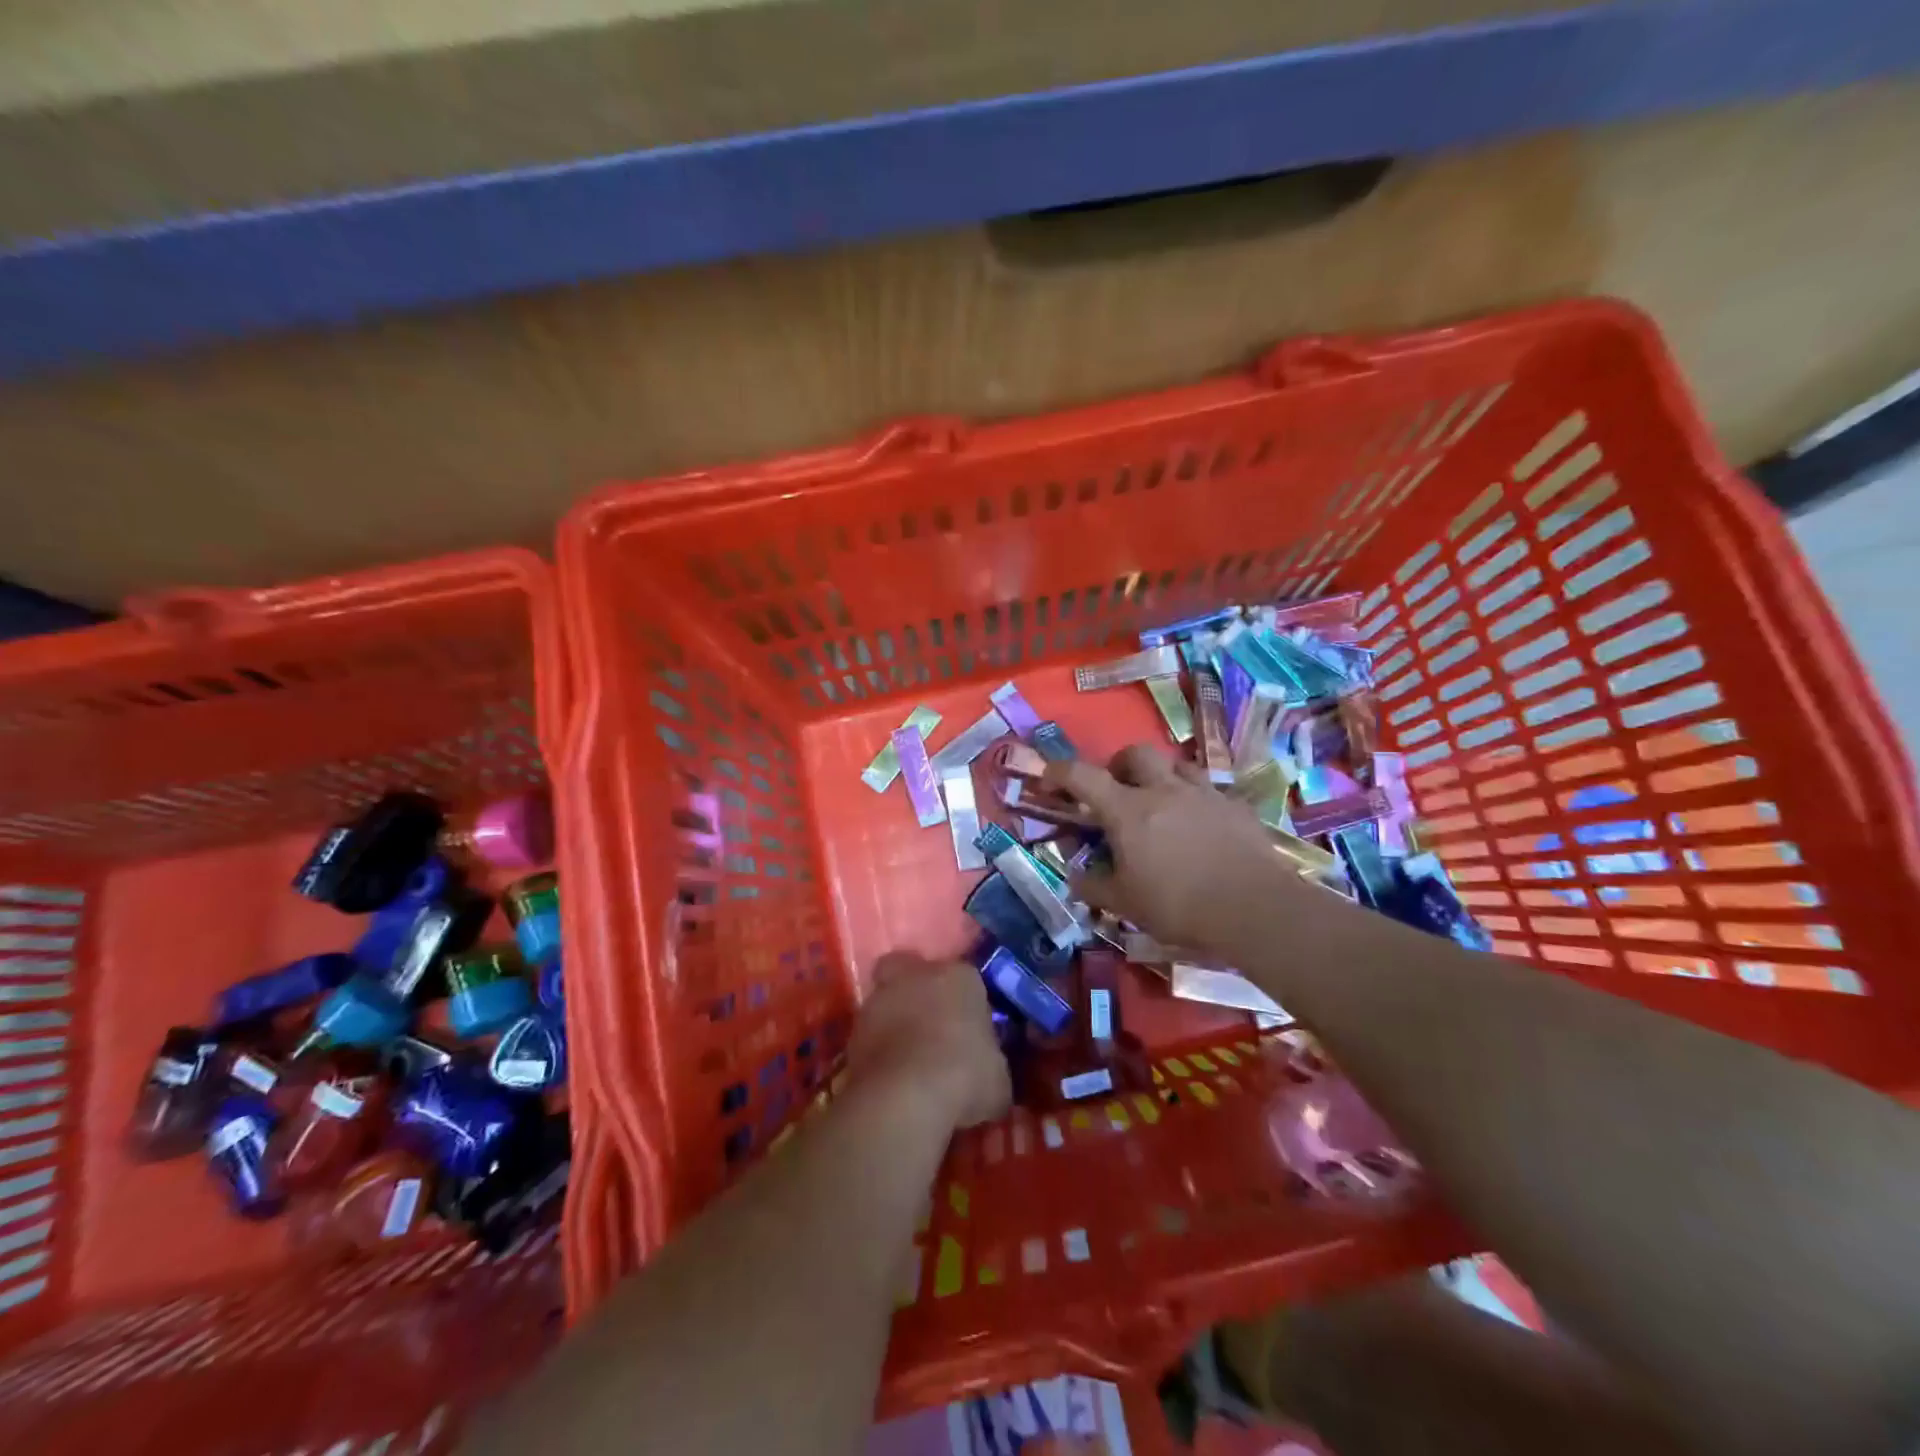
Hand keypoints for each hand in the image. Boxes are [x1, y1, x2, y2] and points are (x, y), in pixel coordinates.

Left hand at [848, 953, 1011, 1129]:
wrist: (906, 1097)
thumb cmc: (965, 1076)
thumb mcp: (998, 1078)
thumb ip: (990, 1064)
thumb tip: (988, 1074)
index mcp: (959, 977)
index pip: (966, 979)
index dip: (967, 1003)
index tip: (971, 1030)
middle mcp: (915, 976)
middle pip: (913, 972)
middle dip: (918, 991)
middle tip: (930, 1025)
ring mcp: (878, 1000)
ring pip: (886, 1000)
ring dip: (894, 1021)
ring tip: (908, 1058)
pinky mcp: (852, 1032)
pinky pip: (869, 1036)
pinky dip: (878, 1050)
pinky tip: (891, 1077)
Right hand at [1046, 744, 1314, 951]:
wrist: (1254, 908)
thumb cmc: (1179, 905)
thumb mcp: (1126, 904)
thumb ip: (1094, 887)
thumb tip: (1074, 878)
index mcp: (1128, 810)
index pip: (1083, 776)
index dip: (1059, 771)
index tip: (1048, 777)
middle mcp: (1164, 790)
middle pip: (1135, 753)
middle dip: (1119, 763)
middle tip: (1116, 788)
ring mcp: (1203, 794)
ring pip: (1176, 764)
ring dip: (1161, 775)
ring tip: (1160, 801)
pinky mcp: (1235, 807)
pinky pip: (1209, 790)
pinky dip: (1196, 800)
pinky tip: (1200, 825)